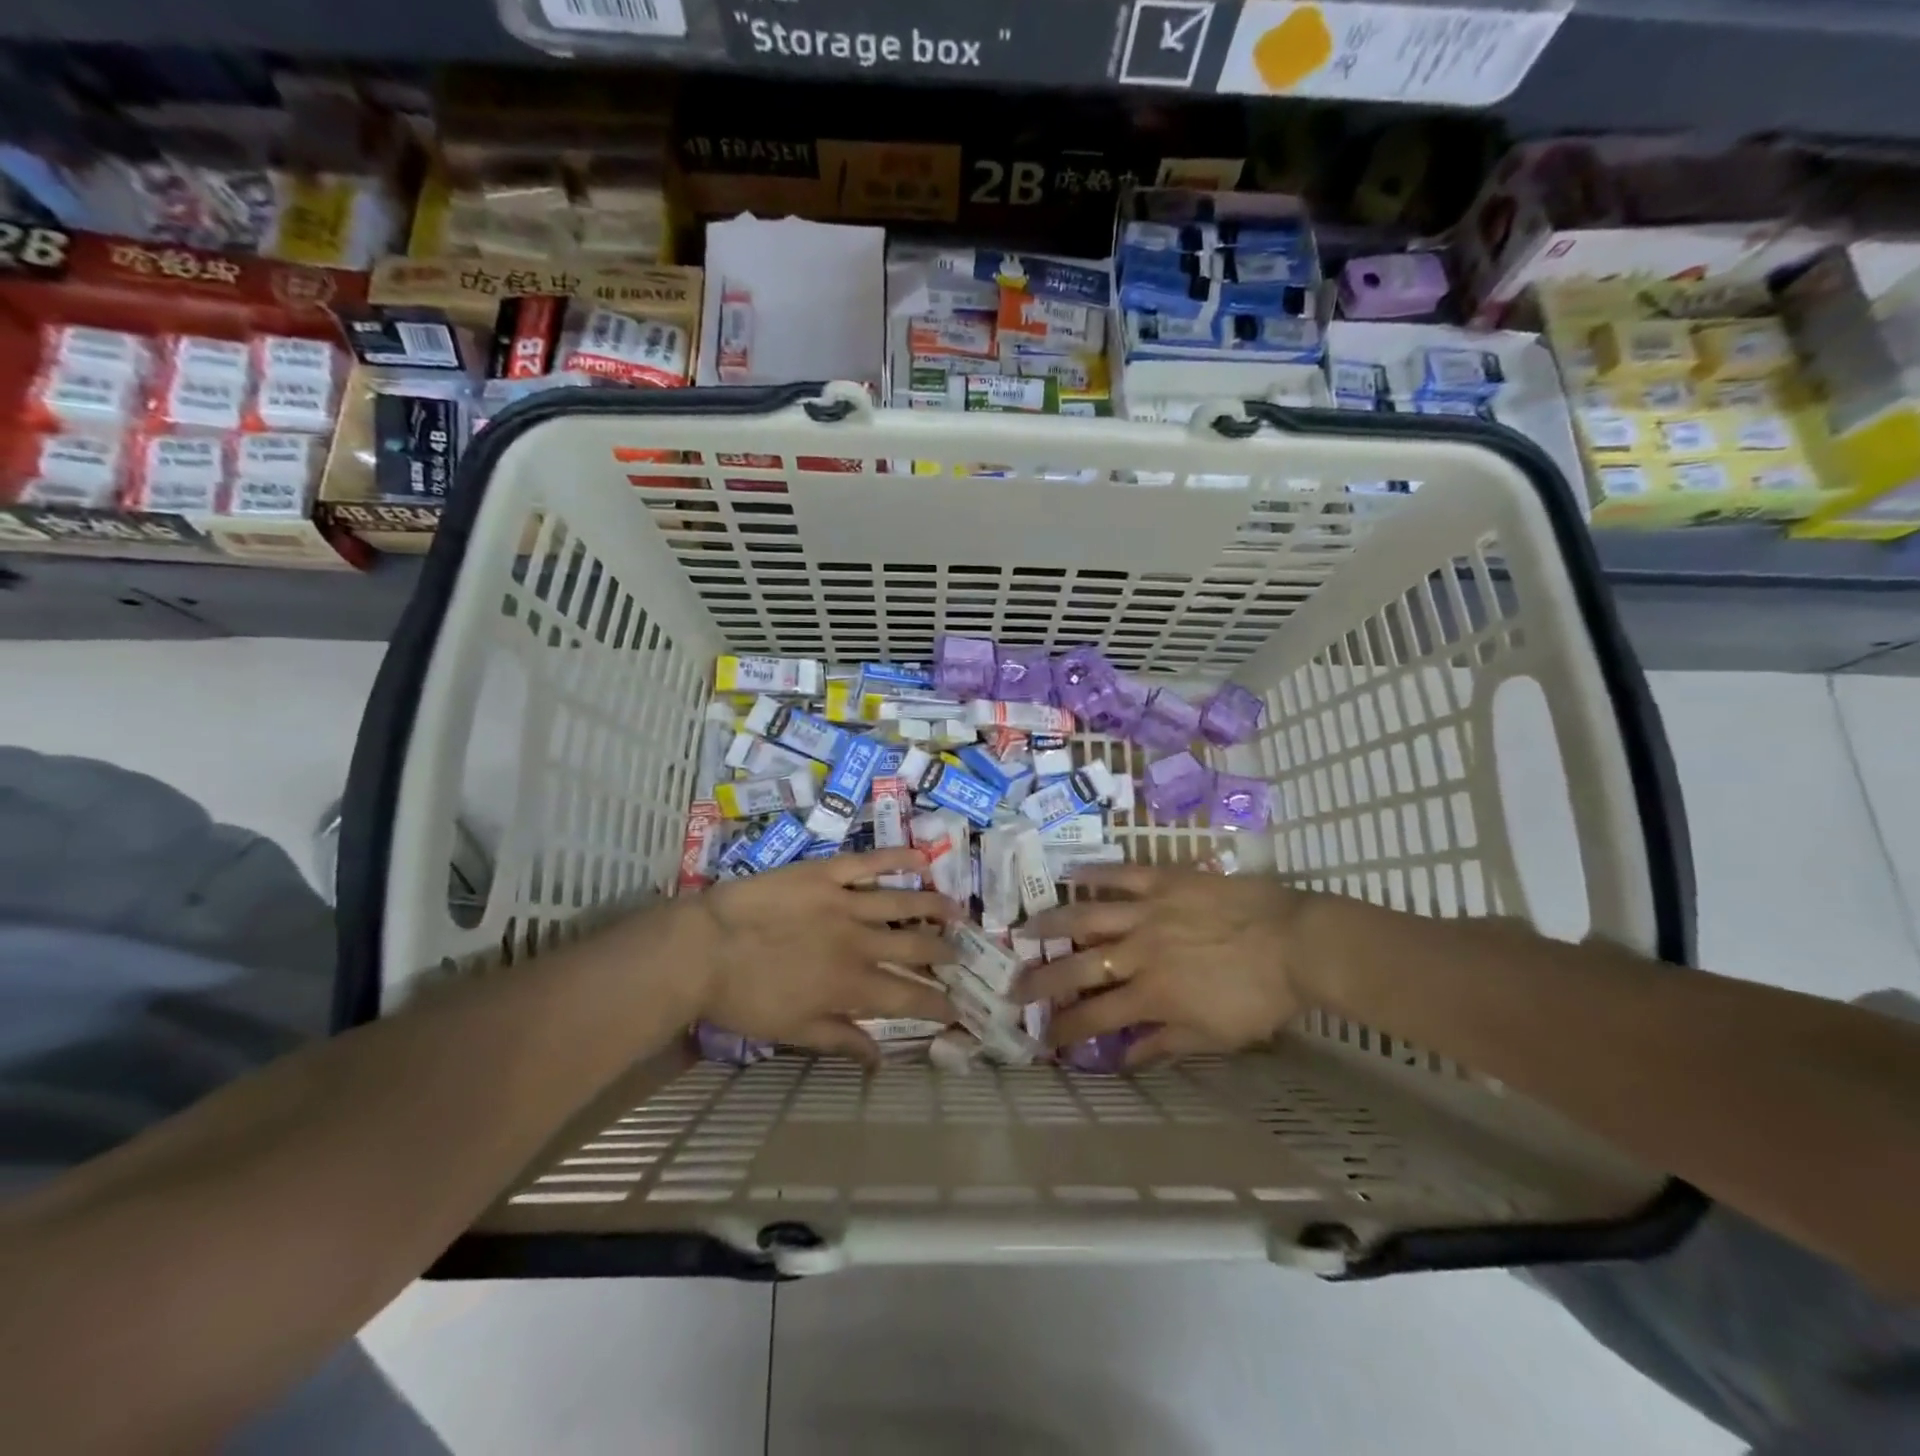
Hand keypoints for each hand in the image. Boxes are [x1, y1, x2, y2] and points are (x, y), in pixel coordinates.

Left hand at [688, 848, 961, 1062]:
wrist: (703, 948)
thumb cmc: (744, 997)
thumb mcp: (792, 1030)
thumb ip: (840, 1040)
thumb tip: (881, 1059)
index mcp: (851, 986)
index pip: (908, 997)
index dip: (937, 1004)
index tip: (957, 1008)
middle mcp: (859, 943)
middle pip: (915, 946)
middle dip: (943, 953)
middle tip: (960, 955)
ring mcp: (844, 903)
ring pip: (903, 902)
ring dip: (935, 907)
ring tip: (957, 911)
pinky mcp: (826, 873)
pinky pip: (869, 863)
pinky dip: (898, 859)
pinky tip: (921, 859)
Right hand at [1015, 863, 1306, 1067]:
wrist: (1297, 942)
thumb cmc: (1261, 996)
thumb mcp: (1217, 1035)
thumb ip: (1167, 1043)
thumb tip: (1126, 1058)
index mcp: (1151, 995)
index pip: (1095, 1017)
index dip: (1064, 1028)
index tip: (1042, 1036)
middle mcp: (1137, 953)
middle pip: (1077, 968)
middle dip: (1041, 981)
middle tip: (1013, 986)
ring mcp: (1147, 912)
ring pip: (1086, 916)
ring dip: (1051, 924)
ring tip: (1025, 928)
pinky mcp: (1163, 880)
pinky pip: (1121, 874)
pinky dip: (1094, 873)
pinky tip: (1070, 872)